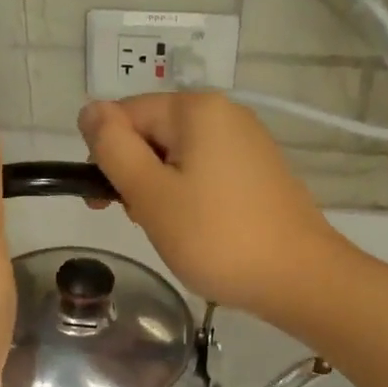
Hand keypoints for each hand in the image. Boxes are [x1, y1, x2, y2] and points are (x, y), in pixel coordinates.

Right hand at [78, 94, 343, 317]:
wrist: (299, 278)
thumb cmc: (216, 237)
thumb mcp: (150, 194)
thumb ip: (113, 148)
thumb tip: (88, 109)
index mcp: (196, 109)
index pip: (124, 114)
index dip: (106, 156)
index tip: (105, 202)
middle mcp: (225, 113)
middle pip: (152, 133)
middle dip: (135, 174)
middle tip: (140, 220)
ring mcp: (247, 142)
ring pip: (178, 157)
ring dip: (160, 190)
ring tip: (171, 230)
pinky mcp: (259, 171)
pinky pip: (206, 172)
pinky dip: (190, 197)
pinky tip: (197, 229)